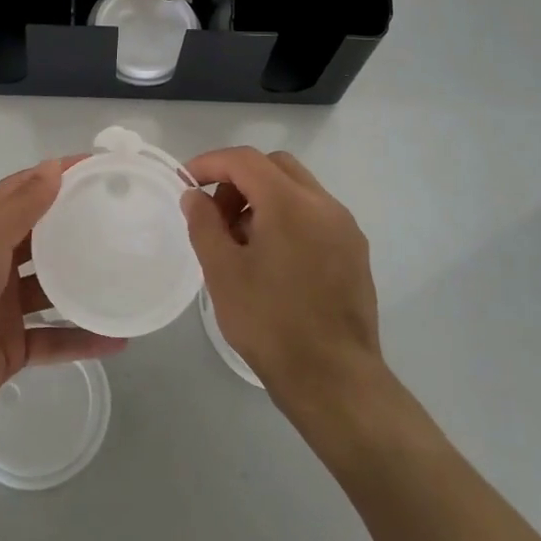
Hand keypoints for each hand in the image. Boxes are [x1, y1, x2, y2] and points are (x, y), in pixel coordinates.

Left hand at [0, 158, 125, 432]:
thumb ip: (21, 206)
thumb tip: (55, 165)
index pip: (23, 191)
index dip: (56, 176)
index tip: (97, 168)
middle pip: (41, 239)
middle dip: (75, 228)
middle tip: (121, 219)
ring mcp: (4, 307)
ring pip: (52, 290)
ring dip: (83, 284)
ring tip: (126, 274)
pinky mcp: (12, 346)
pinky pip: (54, 339)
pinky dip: (82, 339)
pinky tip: (117, 338)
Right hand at [182, 148, 382, 407]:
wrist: (335, 380)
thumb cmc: (271, 323)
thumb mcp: (223, 272)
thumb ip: (204, 224)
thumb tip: (195, 196)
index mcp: (290, 203)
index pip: (245, 160)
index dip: (210, 163)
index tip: (185, 181)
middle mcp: (324, 204)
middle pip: (275, 167)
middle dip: (239, 179)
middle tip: (216, 215)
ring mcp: (345, 227)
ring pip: (297, 189)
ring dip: (264, 198)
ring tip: (241, 242)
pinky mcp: (355, 251)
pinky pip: (315, 214)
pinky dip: (287, 217)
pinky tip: (272, 259)